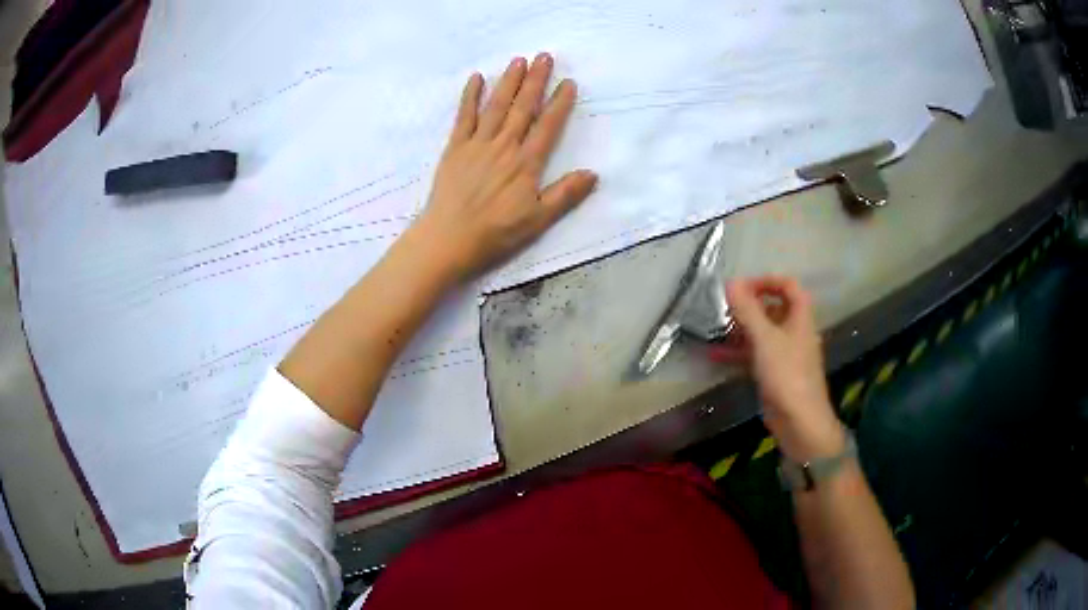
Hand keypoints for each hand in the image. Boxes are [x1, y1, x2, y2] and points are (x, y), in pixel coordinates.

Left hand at [407, 53, 597, 281]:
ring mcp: (477, 144)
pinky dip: (470, 96)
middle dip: (535, 80)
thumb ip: (565, 194)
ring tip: (519, 60)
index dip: (560, 103)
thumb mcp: (538, 220)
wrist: (448, 239)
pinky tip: (476, 78)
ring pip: (496, 106)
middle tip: (545, 56)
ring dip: (508, 81)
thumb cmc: (495, 233)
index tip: (569, 83)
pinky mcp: (455, 148)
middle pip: (522, 107)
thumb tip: (593, 174)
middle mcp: (504, 146)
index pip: (547, 126)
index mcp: (526, 163)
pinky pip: (464, 116)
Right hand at [713, 277, 844, 461]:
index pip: (789, 286)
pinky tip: (715, 355)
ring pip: (763, 333)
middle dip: (749, 306)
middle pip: (774, 309)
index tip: (742, 286)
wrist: (799, 421)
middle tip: (725, 308)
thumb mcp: (765, 339)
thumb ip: (748, 311)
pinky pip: (756, 355)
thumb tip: (730, 282)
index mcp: (800, 318)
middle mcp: (794, 332)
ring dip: (741, 329)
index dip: (767, 281)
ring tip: (716, 328)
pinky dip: (738, 352)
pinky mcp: (775, 374)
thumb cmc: (786, 374)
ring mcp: (785, 354)